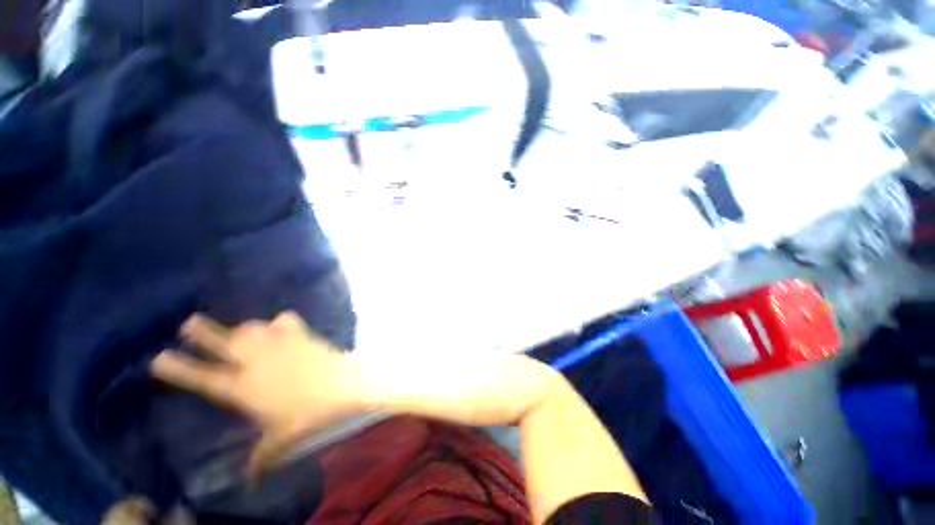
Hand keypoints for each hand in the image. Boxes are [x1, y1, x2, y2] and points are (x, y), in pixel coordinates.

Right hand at [150, 312, 362, 477]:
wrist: (340, 385)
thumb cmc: (307, 414)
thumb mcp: (280, 439)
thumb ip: (261, 458)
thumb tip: (250, 482)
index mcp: (241, 388)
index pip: (201, 378)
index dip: (178, 369)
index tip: (158, 358)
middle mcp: (254, 362)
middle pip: (222, 343)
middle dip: (203, 333)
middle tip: (187, 322)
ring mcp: (277, 344)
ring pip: (251, 328)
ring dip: (243, 328)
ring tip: (240, 330)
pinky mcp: (299, 334)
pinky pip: (285, 321)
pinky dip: (280, 322)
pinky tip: (281, 324)